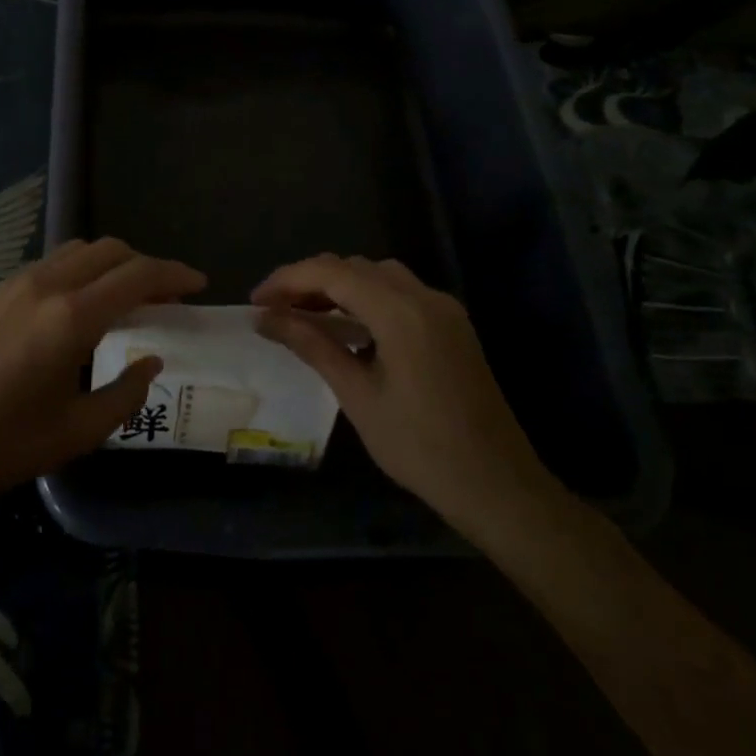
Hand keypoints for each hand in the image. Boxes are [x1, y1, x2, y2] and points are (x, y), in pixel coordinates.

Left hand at [0, 238, 204, 508]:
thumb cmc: (4, 444)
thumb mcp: (78, 430)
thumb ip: (126, 393)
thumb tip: (151, 361)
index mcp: (72, 317)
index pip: (138, 275)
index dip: (175, 274)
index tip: (198, 284)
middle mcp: (47, 284)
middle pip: (112, 250)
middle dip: (146, 266)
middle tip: (165, 299)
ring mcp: (16, 282)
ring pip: (79, 250)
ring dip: (112, 264)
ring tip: (125, 299)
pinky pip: (52, 264)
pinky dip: (80, 271)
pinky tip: (79, 307)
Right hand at [252, 254, 556, 539]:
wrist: (500, 487)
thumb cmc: (421, 448)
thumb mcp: (358, 396)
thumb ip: (312, 346)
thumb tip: (266, 318)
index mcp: (400, 311)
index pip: (331, 273)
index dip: (287, 280)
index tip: (256, 301)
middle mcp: (424, 296)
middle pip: (354, 267)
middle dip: (310, 280)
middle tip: (275, 310)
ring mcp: (443, 308)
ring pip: (378, 276)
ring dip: (338, 286)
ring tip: (305, 315)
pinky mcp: (452, 325)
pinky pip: (400, 293)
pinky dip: (366, 298)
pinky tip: (348, 326)